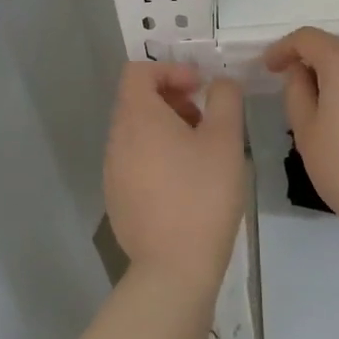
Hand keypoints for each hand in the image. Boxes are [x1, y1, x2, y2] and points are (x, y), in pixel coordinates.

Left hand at [103, 62, 245, 291]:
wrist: (174, 268)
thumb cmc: (203, 194)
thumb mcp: (226, 139)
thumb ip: (225, 99)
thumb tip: (219, 84)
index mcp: (137, 118)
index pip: (138, 71)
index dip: (170, 70)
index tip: (200, 88)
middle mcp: (116, 140)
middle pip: (137, 100)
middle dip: (173, 99)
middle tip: (205, 120)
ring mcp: (113, 171)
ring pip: (137, 132)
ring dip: (167, 128)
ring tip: (200, 152)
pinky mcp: (117, 199)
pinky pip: (135, 160)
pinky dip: (158, 155)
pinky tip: (186, 182)